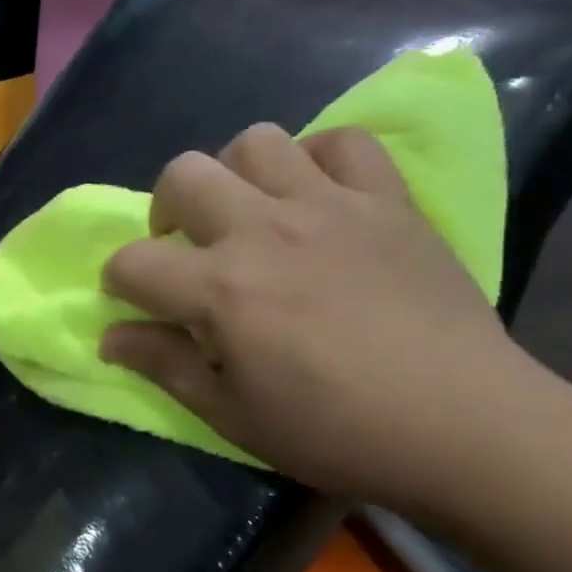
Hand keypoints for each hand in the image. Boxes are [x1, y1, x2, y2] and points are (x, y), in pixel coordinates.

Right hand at [100, 124, 547, 508]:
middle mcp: (264, 230)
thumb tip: (109, 337)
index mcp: (219, 289)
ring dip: (236, 175)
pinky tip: (319, 197)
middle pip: (182, 175)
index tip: (133, 301)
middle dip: (165, 209)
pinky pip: (345, 141)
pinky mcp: (388, 201)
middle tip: (188, 248)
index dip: (118, 280)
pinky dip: (319, 159)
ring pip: (256, 142)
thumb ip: (164, 365)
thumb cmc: (333, 430)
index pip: (133, 262)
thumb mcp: (231, 414)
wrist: (462, 424)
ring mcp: (330, 206)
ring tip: (251, 215)